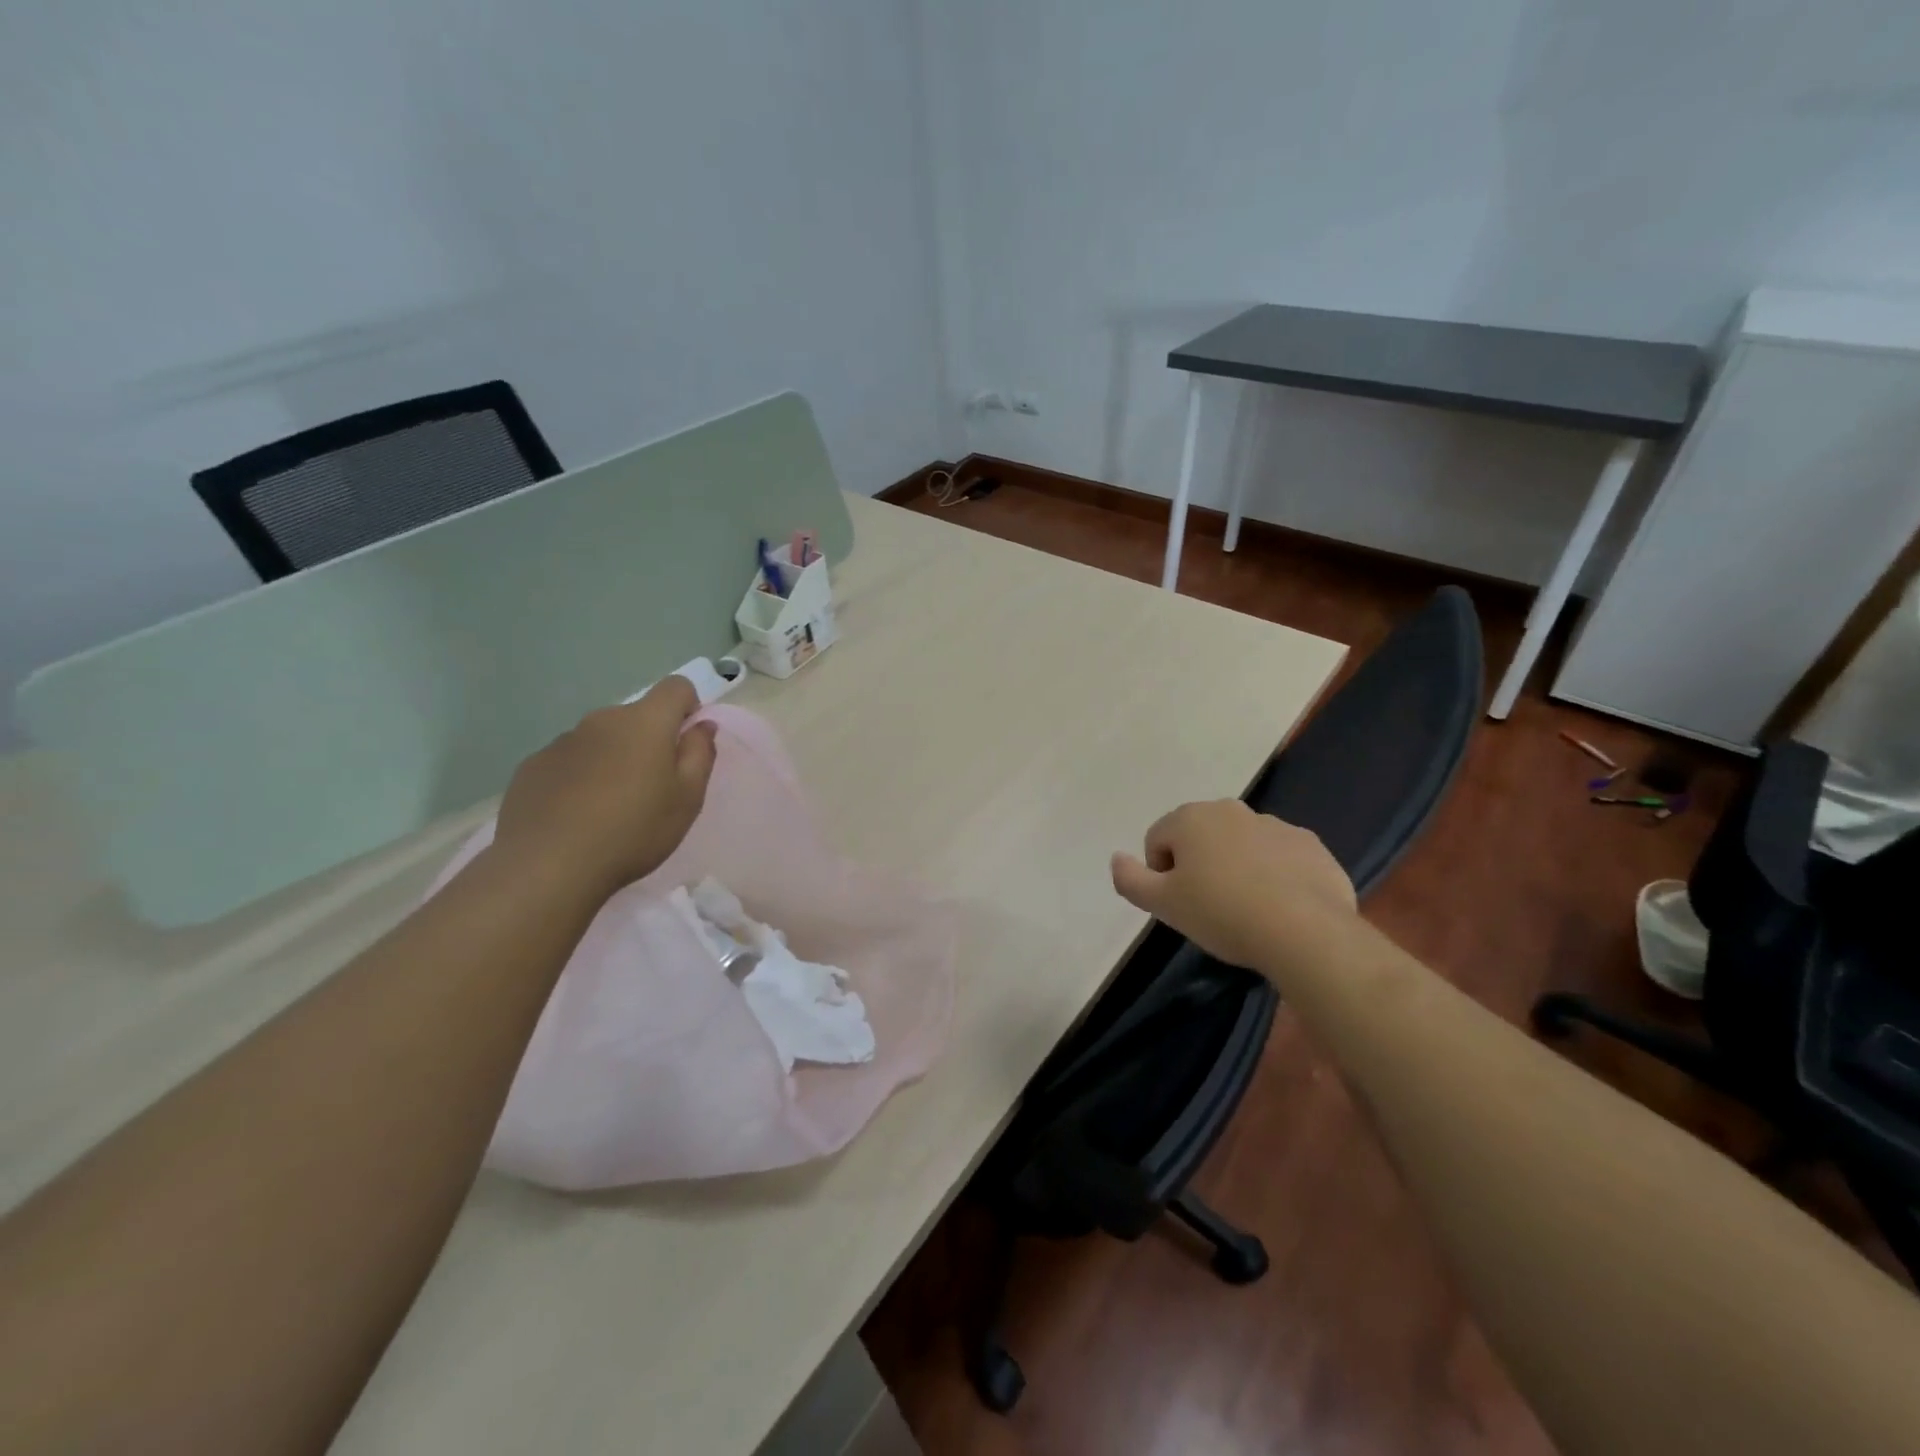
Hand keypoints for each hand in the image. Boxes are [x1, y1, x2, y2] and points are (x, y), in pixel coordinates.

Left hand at [490, 677, 717, 905]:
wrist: (547, 866)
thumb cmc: (633, 831)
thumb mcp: (687, 799)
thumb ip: (700, 754)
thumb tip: (701, 725)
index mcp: (645, 722)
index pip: (676, 687)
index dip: (688, 708)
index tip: (687, 744)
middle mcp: (602, 720)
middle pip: (637, 717)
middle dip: (649, 741)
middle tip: (652, 789)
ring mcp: (562, 741)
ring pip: (602, 740)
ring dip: (614, 760)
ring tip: (610, 808)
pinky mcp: (533, 765)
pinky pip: (570, 761)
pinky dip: (580, 778)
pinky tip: (576, 816)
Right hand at [1111, 800, 1355, 970]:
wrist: (1305, 931)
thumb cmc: (1221, 913)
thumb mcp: (1163, 905)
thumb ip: (1130, 879)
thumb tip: (1116, 859)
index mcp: (1190, 818)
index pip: (1157, 840)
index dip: (1161, 874)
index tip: (1179, 904)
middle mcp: (1231, 810)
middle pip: (1199, 837)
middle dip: (1199, 865)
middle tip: (1208, 906)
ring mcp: (1275, 825)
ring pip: (1240, 844)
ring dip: (1236, 867)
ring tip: (1247, 908)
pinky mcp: (1309, 844)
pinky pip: (1278, 856)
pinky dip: (1273, 874)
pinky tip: (1280, 905)